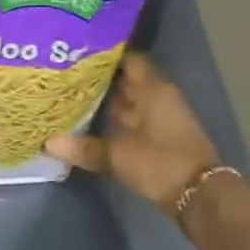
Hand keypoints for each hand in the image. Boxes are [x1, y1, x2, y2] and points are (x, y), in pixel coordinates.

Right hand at [45, 53, 219, 215]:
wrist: (200, 196)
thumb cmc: (161, 163)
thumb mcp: (119, 156)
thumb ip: (86, 148)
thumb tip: (49, 143)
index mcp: (154, 91)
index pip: (130, 61)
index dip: (108, 55)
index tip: (80, 53)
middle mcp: (158, 99)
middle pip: (128, 82)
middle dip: (101, 80)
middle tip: (67, 76)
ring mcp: (160, 120)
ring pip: (130, 104)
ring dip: (106, 103)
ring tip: (72, 97)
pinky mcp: (159, 140)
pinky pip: (132, 123)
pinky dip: (114, 123)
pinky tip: (89, 125)